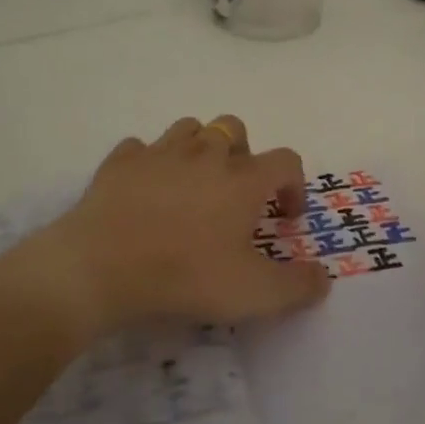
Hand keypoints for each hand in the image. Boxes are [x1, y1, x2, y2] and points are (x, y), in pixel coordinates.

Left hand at [0, 115, 330, 341]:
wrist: (100, 267)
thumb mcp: (253, 294)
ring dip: (199, 150)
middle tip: (236, 194)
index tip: (285, 217)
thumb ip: (297, 286)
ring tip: (193, 186)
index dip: (294, 185)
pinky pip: (140, 148)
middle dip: (243, 155)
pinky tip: (146, 190)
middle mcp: (205, 154)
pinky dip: (150, 163)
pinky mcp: (120, 162)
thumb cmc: (185, 275)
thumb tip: (324, 277)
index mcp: (242, 179)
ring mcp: (159, 153)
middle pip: (234, 129)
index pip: (285, 161)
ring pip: (189, 129)